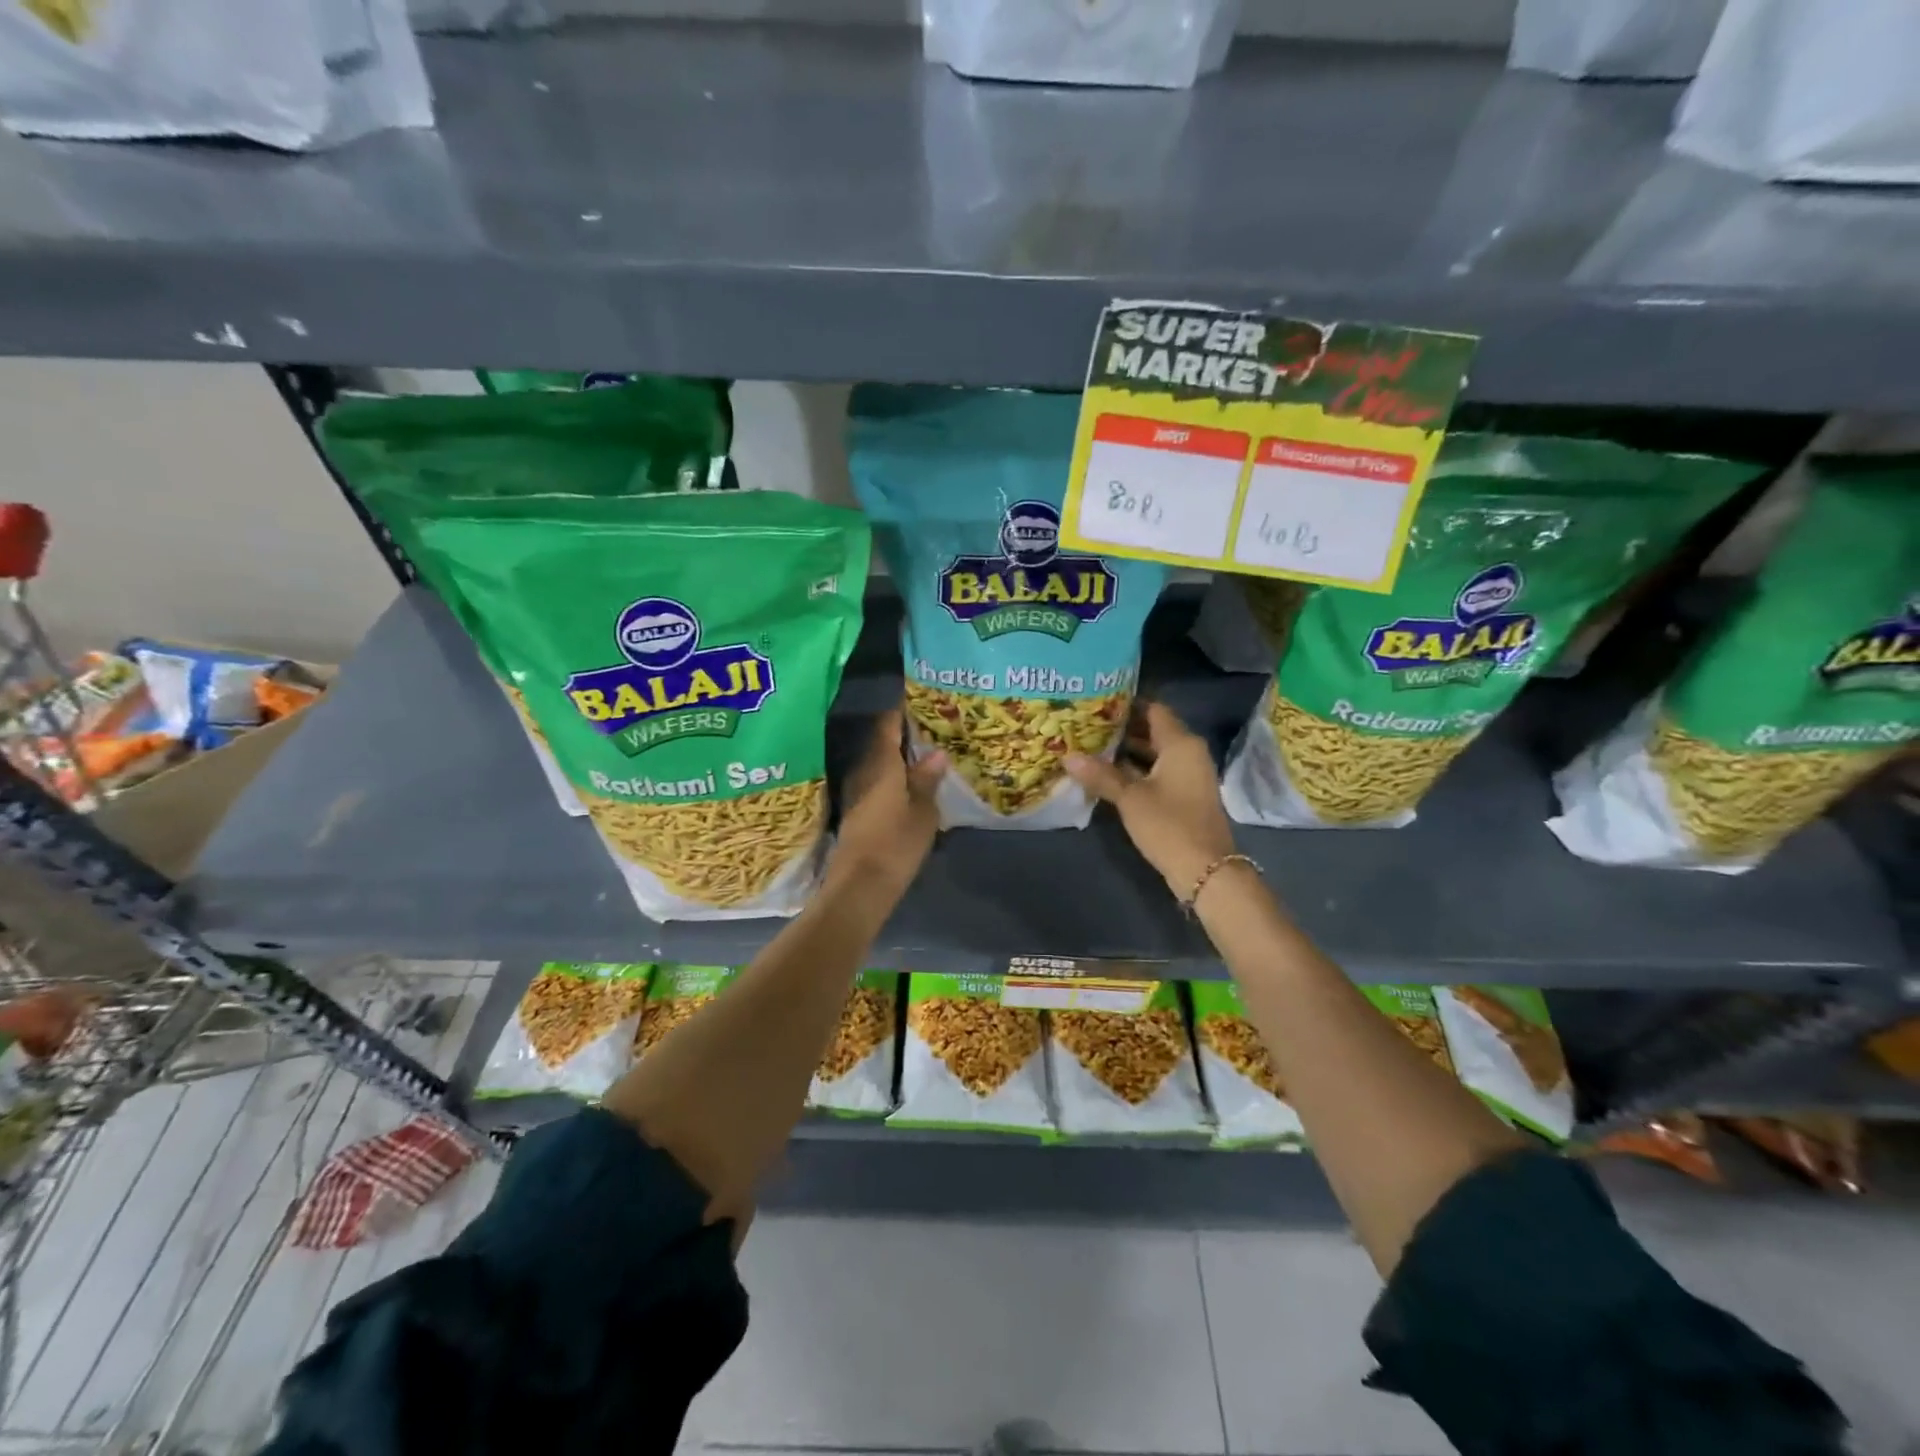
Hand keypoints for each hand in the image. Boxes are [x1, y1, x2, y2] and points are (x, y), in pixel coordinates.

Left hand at [830, 708, 945, 896]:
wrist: (860, 886)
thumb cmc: (896, 844)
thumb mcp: (922, 812)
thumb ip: (927, 780)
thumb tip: (936, 753)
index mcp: (882, 764)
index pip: (888, 726)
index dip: (899, 710)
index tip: (914, 697)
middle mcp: (864, 772)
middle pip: (881, 744)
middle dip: (900, 734)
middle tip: (926, 725)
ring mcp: (856, 793)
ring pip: (877, 765)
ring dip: (895, 757)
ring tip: (921, 752)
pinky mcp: (856, 813)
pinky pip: (875, 783)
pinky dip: (890, 777)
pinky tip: (906, 783)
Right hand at [1065, 701, 1237, 897]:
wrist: (1206, 871)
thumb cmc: (1169, 825)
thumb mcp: (1130, 798)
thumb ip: (1100, 775)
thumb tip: (1067, 756)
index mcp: (1181, 744)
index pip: (1153, 709)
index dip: (1126, 703)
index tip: (1096, 701)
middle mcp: (1188, 753)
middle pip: (1153, 730)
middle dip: (1121, 728)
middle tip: (1085, 723)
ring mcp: (1187, 775)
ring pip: (1153, 753)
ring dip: (1125, 751)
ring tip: (1089, 745)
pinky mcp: (1183, 795)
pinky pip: (1156, 771)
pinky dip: (1134, 770)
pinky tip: (1106, 774)